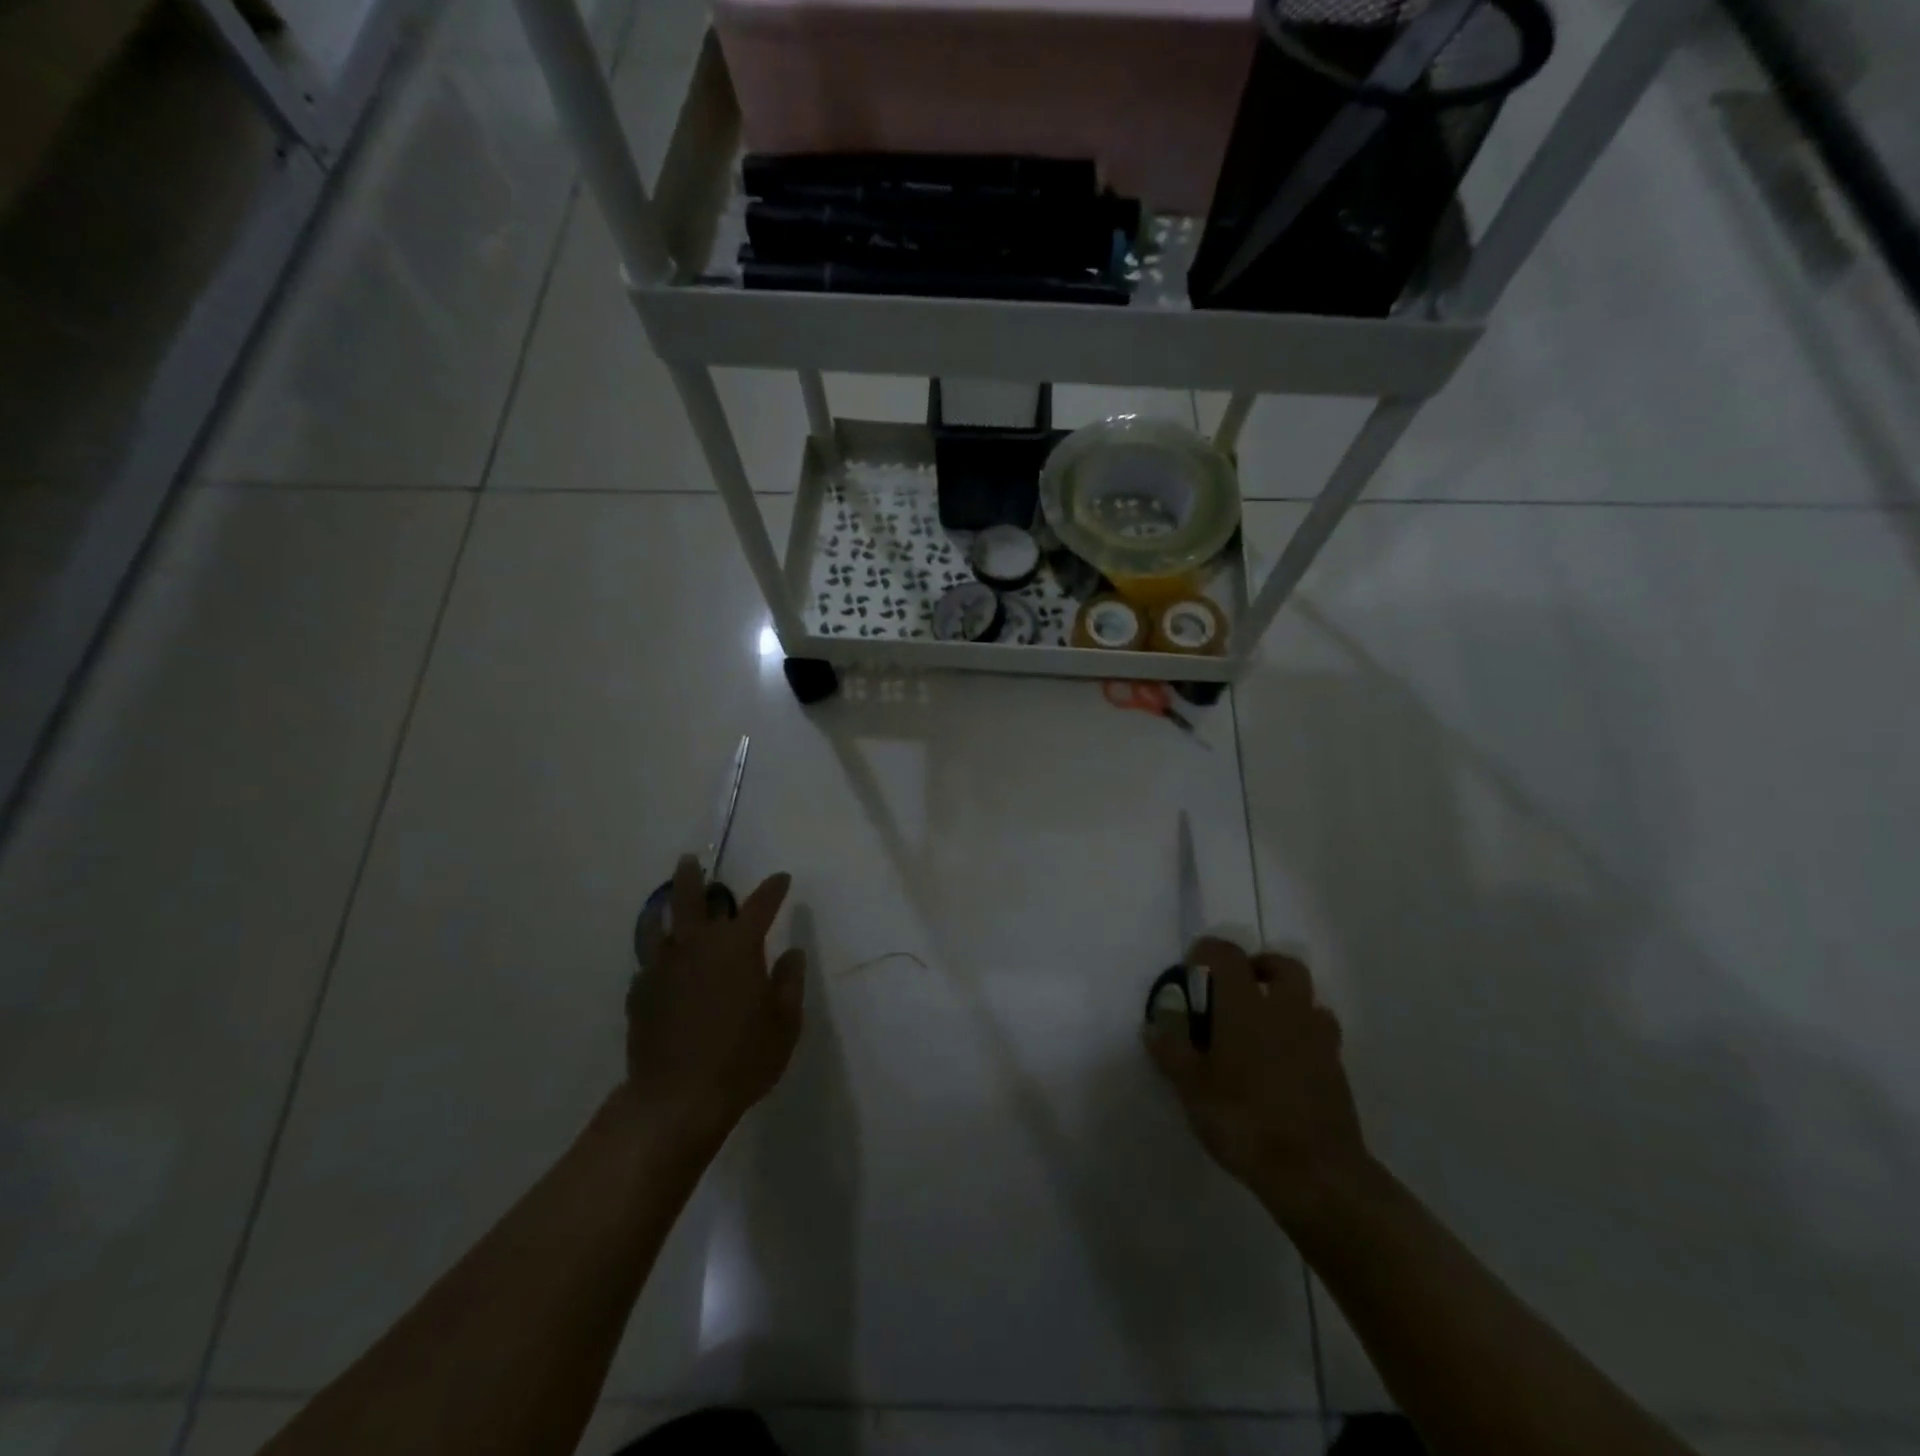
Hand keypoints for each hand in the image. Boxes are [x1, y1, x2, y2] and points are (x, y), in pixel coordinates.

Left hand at [624, 856, 805, 1147]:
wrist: (677, 1099)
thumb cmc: (743, 1058)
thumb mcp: (785, 1022)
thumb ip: (789, 981)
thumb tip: (792, 953)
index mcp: (737, 947)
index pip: (760, 905)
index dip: (773, 889)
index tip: (781, 879)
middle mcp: (697, 946)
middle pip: (691, 898)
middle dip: (694, 877)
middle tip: (691, 861)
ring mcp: (662, 967)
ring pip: (659, 924)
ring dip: (665, 905)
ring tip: (666, 899)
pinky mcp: (639, 993)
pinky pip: (648, 960)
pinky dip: (656, 952)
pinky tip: (659, 961)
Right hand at [1146, 939, 1370, 1230]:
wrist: (1315, 1173)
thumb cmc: (1243, 1120)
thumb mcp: (1191, 1087)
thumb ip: (1171, 1048)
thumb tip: (1156, 1022)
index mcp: (1245, 1006)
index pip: (1227, 954)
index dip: (1207, 951)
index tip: (1192, 968)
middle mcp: (1285, 1010)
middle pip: (1283, 966)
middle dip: (1259, 967)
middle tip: (1236, 988)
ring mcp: (1317, 1039)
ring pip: (1308, 999)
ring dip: (1286, 1000)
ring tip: (1263, 1026)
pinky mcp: (1337, 1069)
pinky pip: (1321, 1034)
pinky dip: (1303, 1034)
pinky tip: (1286, 1061)